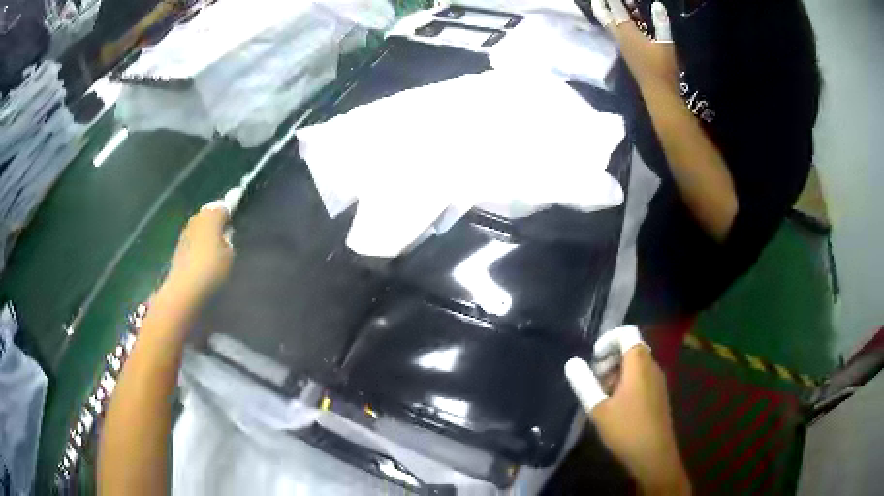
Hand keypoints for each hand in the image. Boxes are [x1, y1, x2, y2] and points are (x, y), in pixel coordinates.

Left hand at [163, 203, 233, 305]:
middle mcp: (196, 218)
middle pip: (210, 213)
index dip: (232, 204)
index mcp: (210, 214)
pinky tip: (207, 255)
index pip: (224, 205)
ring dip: (209, 231)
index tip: (239, 201)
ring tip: (220, 243)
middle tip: (230, 227)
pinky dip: (202, 243)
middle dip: (219, 218)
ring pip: (202, 226)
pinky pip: (195, 239)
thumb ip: (229, 237)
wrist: (185, 287)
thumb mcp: (229, 252)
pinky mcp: (179, 247)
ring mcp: (186, 232)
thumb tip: (226, 230)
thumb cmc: (211, 267)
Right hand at [566, 327, 690, 494]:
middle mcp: (652, 367)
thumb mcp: (599, 409)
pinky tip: (615, 407)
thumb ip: (584, 383)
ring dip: (616, 374)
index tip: (593, 360)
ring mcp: (658, 381)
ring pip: (636, 365)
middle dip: (609, 360)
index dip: (607, 340)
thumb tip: (571, 362)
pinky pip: (642, 377)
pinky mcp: (659, 395)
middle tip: (594, 382)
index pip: (627, 333)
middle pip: (631, 348)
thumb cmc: (626, 429)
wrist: (654, 455)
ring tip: (601, 397)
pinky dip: (626, 383)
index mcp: (639, 365)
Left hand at [592, 0, 678, 88]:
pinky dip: (621, 21)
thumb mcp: (665, 43)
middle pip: (605, 16)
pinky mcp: (628, 53)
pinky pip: (619, 31)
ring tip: (619, 3)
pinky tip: (631, 19)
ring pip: (612, 24)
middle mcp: (620, 38)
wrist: (659, 94)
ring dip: (611, 12)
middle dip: (601, 4)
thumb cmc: (663, 68)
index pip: (615, 9)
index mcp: (627, 33)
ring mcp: (623, 46)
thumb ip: (661, 23)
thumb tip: (657, 4)